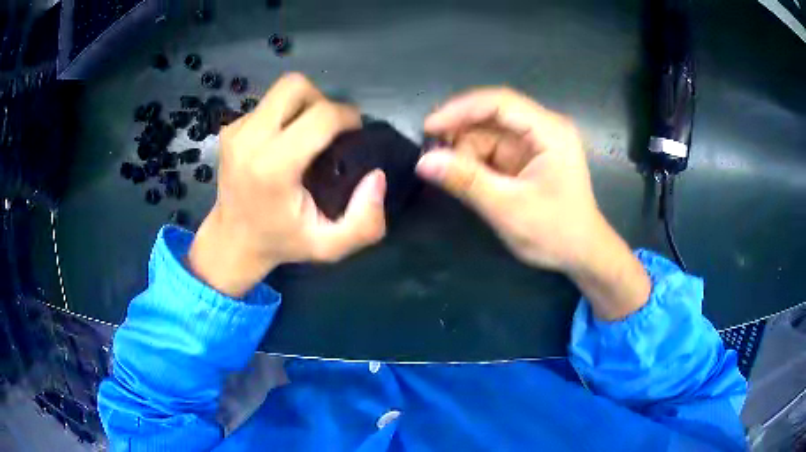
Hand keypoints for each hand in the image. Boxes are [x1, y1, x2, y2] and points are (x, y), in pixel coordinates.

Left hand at [188, 73, 386, 297]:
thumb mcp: (330, 247)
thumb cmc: (280, 243)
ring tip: (308, 134)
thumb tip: (376, 175)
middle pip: (296, 86)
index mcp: (273, 167)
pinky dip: (283, 116)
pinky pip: (267, 105)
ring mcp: (236, 131)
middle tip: (329, 129)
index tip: (355, 133)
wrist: (232, 242)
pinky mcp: (229, 129)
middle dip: (322, 100)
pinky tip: (283, 142)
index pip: (321, 115)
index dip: (348, 117)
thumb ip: (365, 222)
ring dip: (303, 105)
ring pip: (281, 90)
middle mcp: (250, 140)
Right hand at [417, 87, 649, 319]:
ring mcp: (535, 142)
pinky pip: (492, 148)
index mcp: (550, 131)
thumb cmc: (555, 232)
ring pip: (488, 132)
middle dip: (461, 133)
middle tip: (432, 156)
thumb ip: (467, 181)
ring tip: (450, 176)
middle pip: (492, 115)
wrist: (581, 254)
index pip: (500, 102)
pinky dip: (474, 161)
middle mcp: (543, 128)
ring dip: (465, 150)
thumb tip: (423, 161)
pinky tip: (464, 177)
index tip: (429, 128)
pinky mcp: (526, 156)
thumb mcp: (508, 208)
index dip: (461, 109)